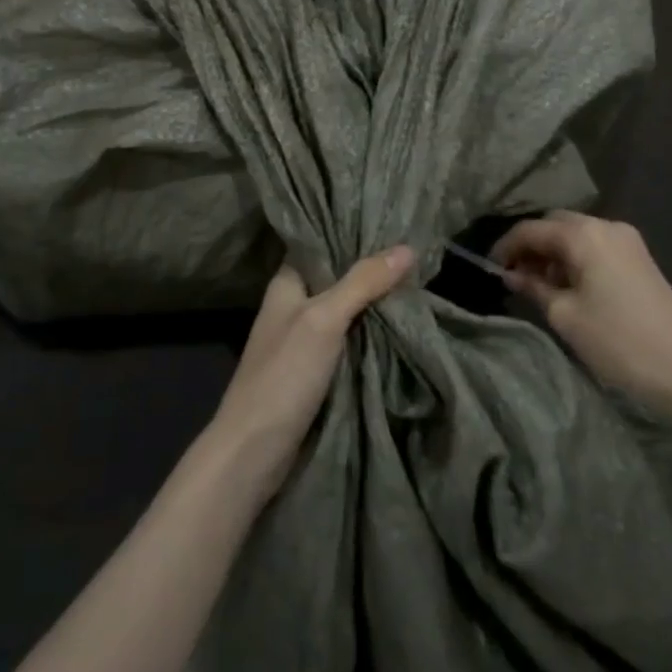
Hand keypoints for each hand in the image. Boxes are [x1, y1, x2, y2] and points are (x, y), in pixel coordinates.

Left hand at [208, 247, 413, 499]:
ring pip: (346, 310)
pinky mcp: (315, 370)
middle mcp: (294, 305)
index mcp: (287, 283)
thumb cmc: (283, 375)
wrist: (254, 451)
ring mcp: (304, 339)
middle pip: (337, 277)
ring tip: (418, 280)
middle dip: (372, 268)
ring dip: (374, 301)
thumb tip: (407, 248)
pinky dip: (370, 332)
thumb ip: (362, 283)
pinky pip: (349, 340)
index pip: (320, 243)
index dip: (351, 232)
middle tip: (416, 251)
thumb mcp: (324, 320)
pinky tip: (399, 324)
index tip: (390, 220)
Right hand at [491, 212, 671, 414]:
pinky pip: (594, 247)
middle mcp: (605, 226)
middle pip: (554, 224)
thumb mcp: (565, 316)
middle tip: (513, 277)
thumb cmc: (619, 341)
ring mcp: (626, 241)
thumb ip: (533, 287)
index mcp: (584, 234)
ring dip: (553, 254)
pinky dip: (574, 260)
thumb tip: (511, 274)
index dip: (506, 247)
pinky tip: (567, 288)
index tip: (490, 269)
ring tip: (537, 287)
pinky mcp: (638, 258)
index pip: (531, 229)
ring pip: (575, 235)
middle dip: (531, 246)